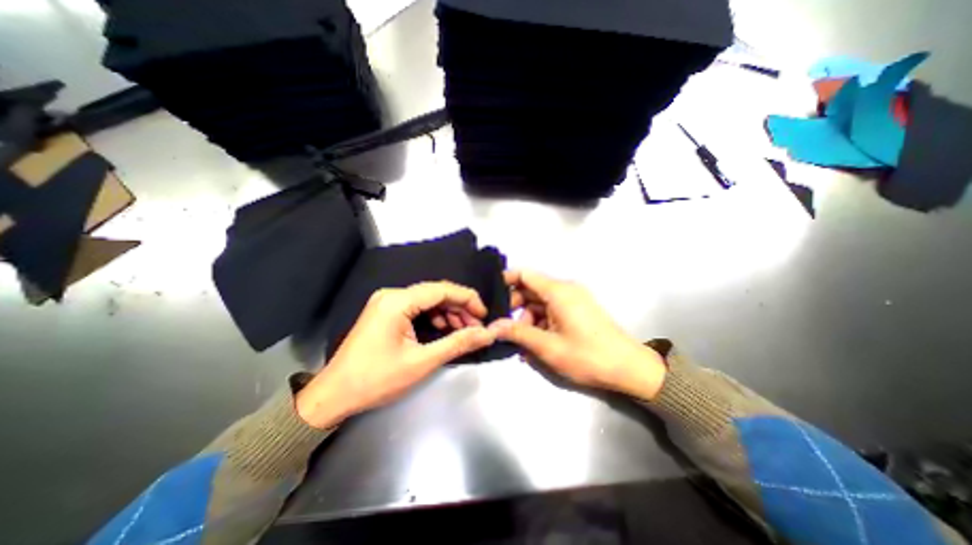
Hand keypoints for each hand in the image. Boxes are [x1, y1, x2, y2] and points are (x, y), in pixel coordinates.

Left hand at [294, 281, 493, 429]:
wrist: (334, 396)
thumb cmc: (376, 380)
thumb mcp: (422, 362)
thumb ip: (457, 343)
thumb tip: (486, 333)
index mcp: (398, 301)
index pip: (442, 290)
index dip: (467, 299)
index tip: (484, 315)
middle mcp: (392, 295)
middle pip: (435, 293)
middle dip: (459, 308)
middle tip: (476, 327)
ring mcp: (387, 302)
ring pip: (428, 300)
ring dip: (448, 313)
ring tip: (463, 331)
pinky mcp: (386, 312)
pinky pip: (417, 308)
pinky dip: (434, 317)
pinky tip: (443, 330)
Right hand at [491, 271, 664, 400]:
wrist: (629, 369)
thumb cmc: (587, 356)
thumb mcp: (547, 347)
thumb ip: (517, 333)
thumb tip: (492, 327)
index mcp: (558, 291)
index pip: (525, 275)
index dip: (506, 281)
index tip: (491, 295)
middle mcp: (565, 290)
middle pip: (531, 291)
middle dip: (514, 308)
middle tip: (501, 328)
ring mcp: (572, 301)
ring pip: (540, 304)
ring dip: (527, 321)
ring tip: (519, 344)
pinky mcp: (577, 311)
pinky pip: (551, 312)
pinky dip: (541, 325)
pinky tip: (534, 345)